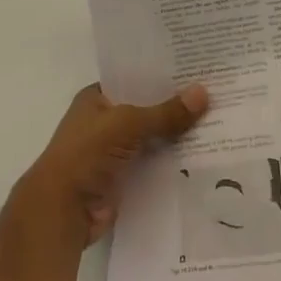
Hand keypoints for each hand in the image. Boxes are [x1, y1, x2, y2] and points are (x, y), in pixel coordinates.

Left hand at [18, 83, 208, 246]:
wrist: (62, 210)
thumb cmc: (86, 153)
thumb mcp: (128, 123)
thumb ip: (166, 112)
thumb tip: (203, 93)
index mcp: (96, 99)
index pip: (134, 79)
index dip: (161, 75)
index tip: (196, 70)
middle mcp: (104, 122)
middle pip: (147, 110)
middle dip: (175, 106)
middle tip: (216, 95)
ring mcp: (113, 152)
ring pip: (153, 138)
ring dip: (177, 136)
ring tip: (218, 122)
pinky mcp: (124, 179)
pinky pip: (154, 165)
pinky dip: (173, 162)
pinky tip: (204, 155)